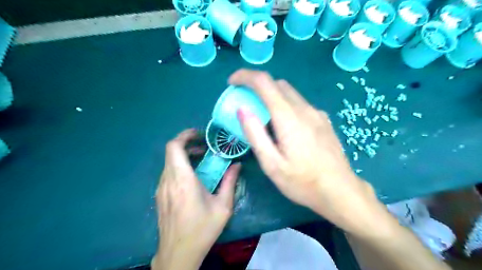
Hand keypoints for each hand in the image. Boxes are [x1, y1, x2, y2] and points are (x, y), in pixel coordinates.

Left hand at [152, 129, 240, 269]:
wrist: (178, 254)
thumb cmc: (202, 229)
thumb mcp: (223, 206)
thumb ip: (230, 182)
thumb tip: (237, 165)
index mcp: (183, 180)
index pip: (174, 147)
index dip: (184, 135)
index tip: (199, 135)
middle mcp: (168, 180)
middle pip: (171, 151)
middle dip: (187, 144)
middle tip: (205, 147)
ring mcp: (161, 188)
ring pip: (169, 162)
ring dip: (184, 156)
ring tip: (201, 160)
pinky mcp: (159, 195)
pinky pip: (168, 173)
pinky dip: (179, 166)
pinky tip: (192, 177)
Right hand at [230, 70, 380, 233]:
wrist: (341, 191)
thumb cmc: (303, 182)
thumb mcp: (271, 164)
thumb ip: (255, 134)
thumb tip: (242, 109)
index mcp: (289, 117)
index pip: (264, 82)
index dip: (245, 76)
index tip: (232, 82)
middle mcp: (304, 108)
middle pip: (277, 84)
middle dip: (256, 85)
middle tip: (244, 100)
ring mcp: (317, 113)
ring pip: (289, 92)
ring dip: (271, 95)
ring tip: (261, 115)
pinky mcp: (323, 120)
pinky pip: (299, 103)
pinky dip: (285, 104)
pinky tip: (283, 125)